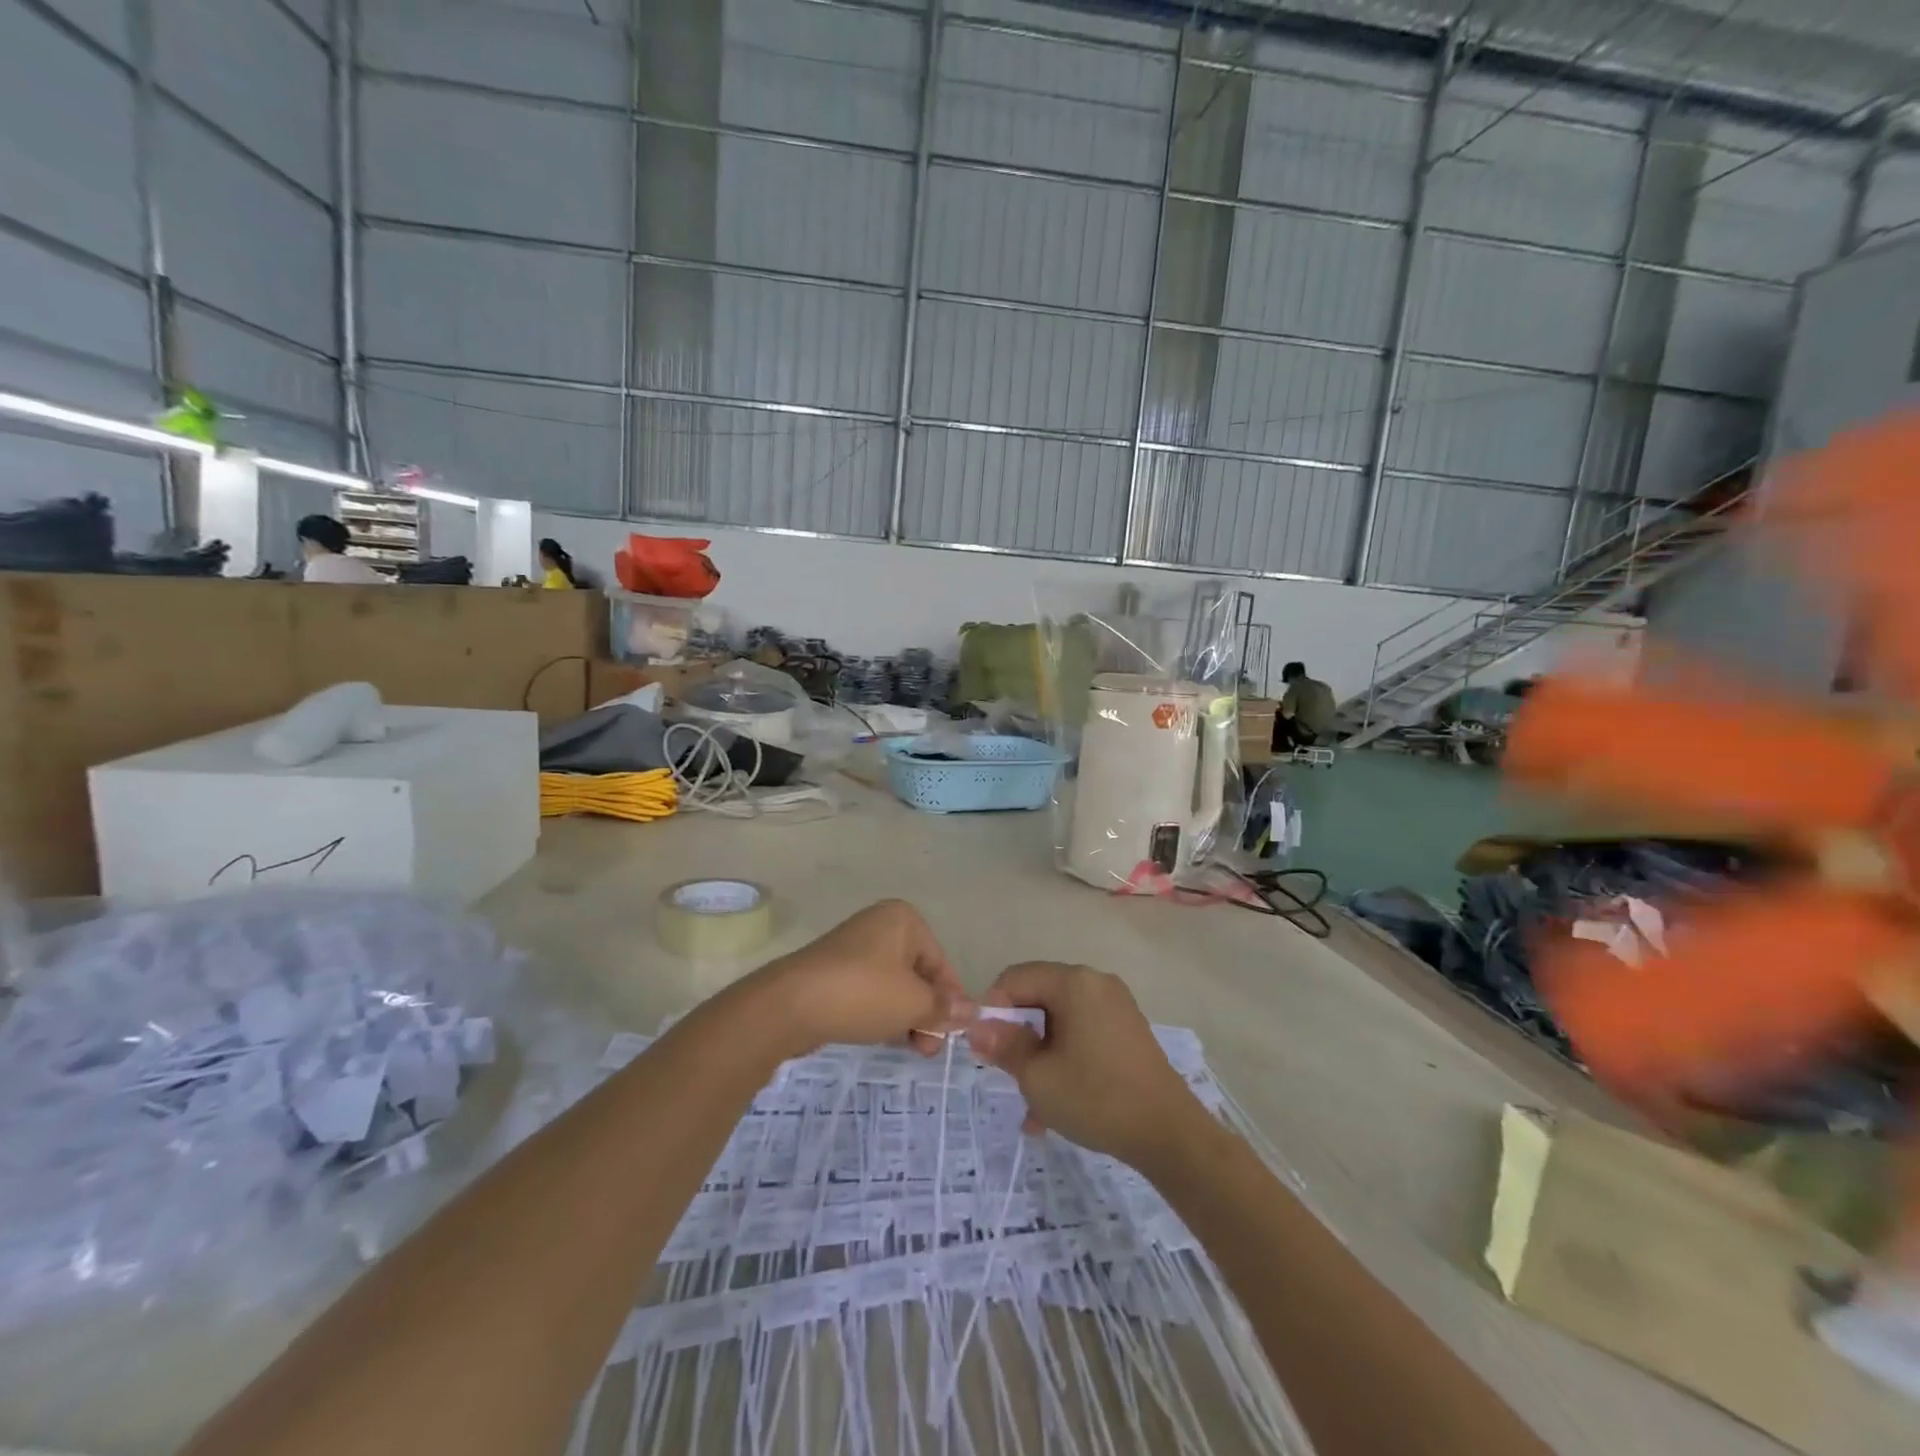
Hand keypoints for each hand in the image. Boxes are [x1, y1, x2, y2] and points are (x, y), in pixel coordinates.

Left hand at [755, 900, 972, 1056]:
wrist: (790, 1005)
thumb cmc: (863, 993)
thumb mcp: (914, 1003)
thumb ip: (945, 1008)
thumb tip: (973, 1011)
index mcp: (904, 920)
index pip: (941, 963)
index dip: (951, 1000)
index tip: (954, 1034)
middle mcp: (879, 926)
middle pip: (917, 974)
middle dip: (927, 1012)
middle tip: (929, 1048)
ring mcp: (853, 948)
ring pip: (893, 986)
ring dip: (906, 1017)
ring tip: (909, 1047)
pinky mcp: (833, 971)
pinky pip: (868, 992)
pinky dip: (880, 1013)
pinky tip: (881, 1036)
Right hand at [966, 962, 1205, 1170]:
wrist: (1169, 1134)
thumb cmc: (1097, 1098)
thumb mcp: (1038, 1077)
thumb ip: (1004, 1046)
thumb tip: (977, 1028)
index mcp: (1073, 982)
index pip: (1015, 978)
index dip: (992, 1010)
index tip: (986, 1048)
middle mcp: (1095, 982)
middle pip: (1038, 996)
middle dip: (1018, 1036)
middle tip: (1008, 1075)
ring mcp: (1116, 1005)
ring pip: (1059, 1020)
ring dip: (1040, 1055)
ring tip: (1032, 1105)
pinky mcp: (1127, 1029)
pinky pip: (1082, 1033)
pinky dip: (1065, 1058)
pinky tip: (1056, 1106)